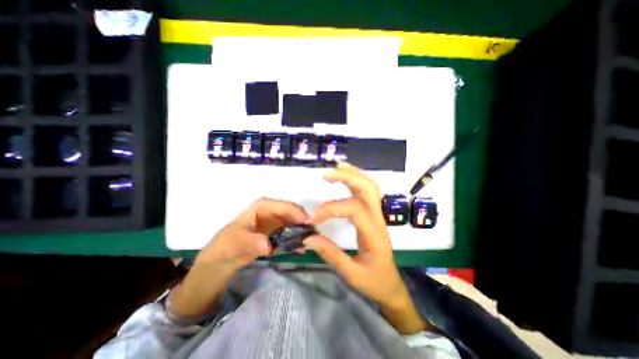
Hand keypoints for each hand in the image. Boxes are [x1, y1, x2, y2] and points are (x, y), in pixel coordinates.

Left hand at [198, 199, 310, 271]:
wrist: (222, 260)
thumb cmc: (226, 246)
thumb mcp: (234, 244)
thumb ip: (251, 243)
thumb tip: (268, 245)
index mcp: (262, 207)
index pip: (284, 206)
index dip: (298, 213)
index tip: (308, 225)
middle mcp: (271, 211)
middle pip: (292, 213)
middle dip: (303, 222)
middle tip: (314, 235)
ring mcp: (275, 222)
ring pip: (294, 223)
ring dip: (302, 232)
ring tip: (310, 242)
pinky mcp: (277, 232)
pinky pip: (290, 233)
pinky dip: (296, 240)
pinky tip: (300, 249)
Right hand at [305, 162, 428, 333]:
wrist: (391, 284)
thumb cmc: (373, 280)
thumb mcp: (351, 273)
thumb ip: (330, 254)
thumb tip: (308, 237)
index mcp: (373, 234)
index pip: (354, 209)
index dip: (332, 208)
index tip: (315, 218)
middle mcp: (378, 219)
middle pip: (368, 189)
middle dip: (348, 177)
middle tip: (326, 174)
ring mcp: (377, 214)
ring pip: (370, 186)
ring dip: (353, 174)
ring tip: (335, 168)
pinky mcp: (373, 214)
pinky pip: (367, 191)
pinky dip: (356, 179)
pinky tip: (345, 175)